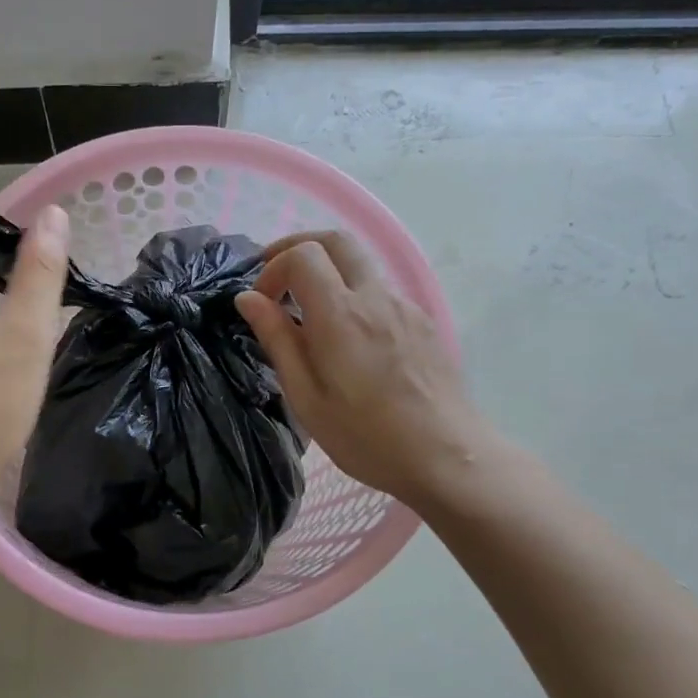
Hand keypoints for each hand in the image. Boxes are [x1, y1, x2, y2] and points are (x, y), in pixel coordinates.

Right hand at [234, 231, 486, 509]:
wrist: (448, 456)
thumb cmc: (366, 436)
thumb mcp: (306, 397)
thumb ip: (277, 340)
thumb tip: (248, 299)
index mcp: (341, 314)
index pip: (303, 255)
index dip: (274, 268)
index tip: (261, 303)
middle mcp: (375, 297)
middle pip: (337, 240)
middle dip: (299, 247)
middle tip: (276, 277)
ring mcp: (405, 306)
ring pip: (362, 263)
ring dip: (328, 271)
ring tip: (308, 312)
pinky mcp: (423, 322)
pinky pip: (381, 290)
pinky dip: (353, 293)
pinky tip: (347, 337)